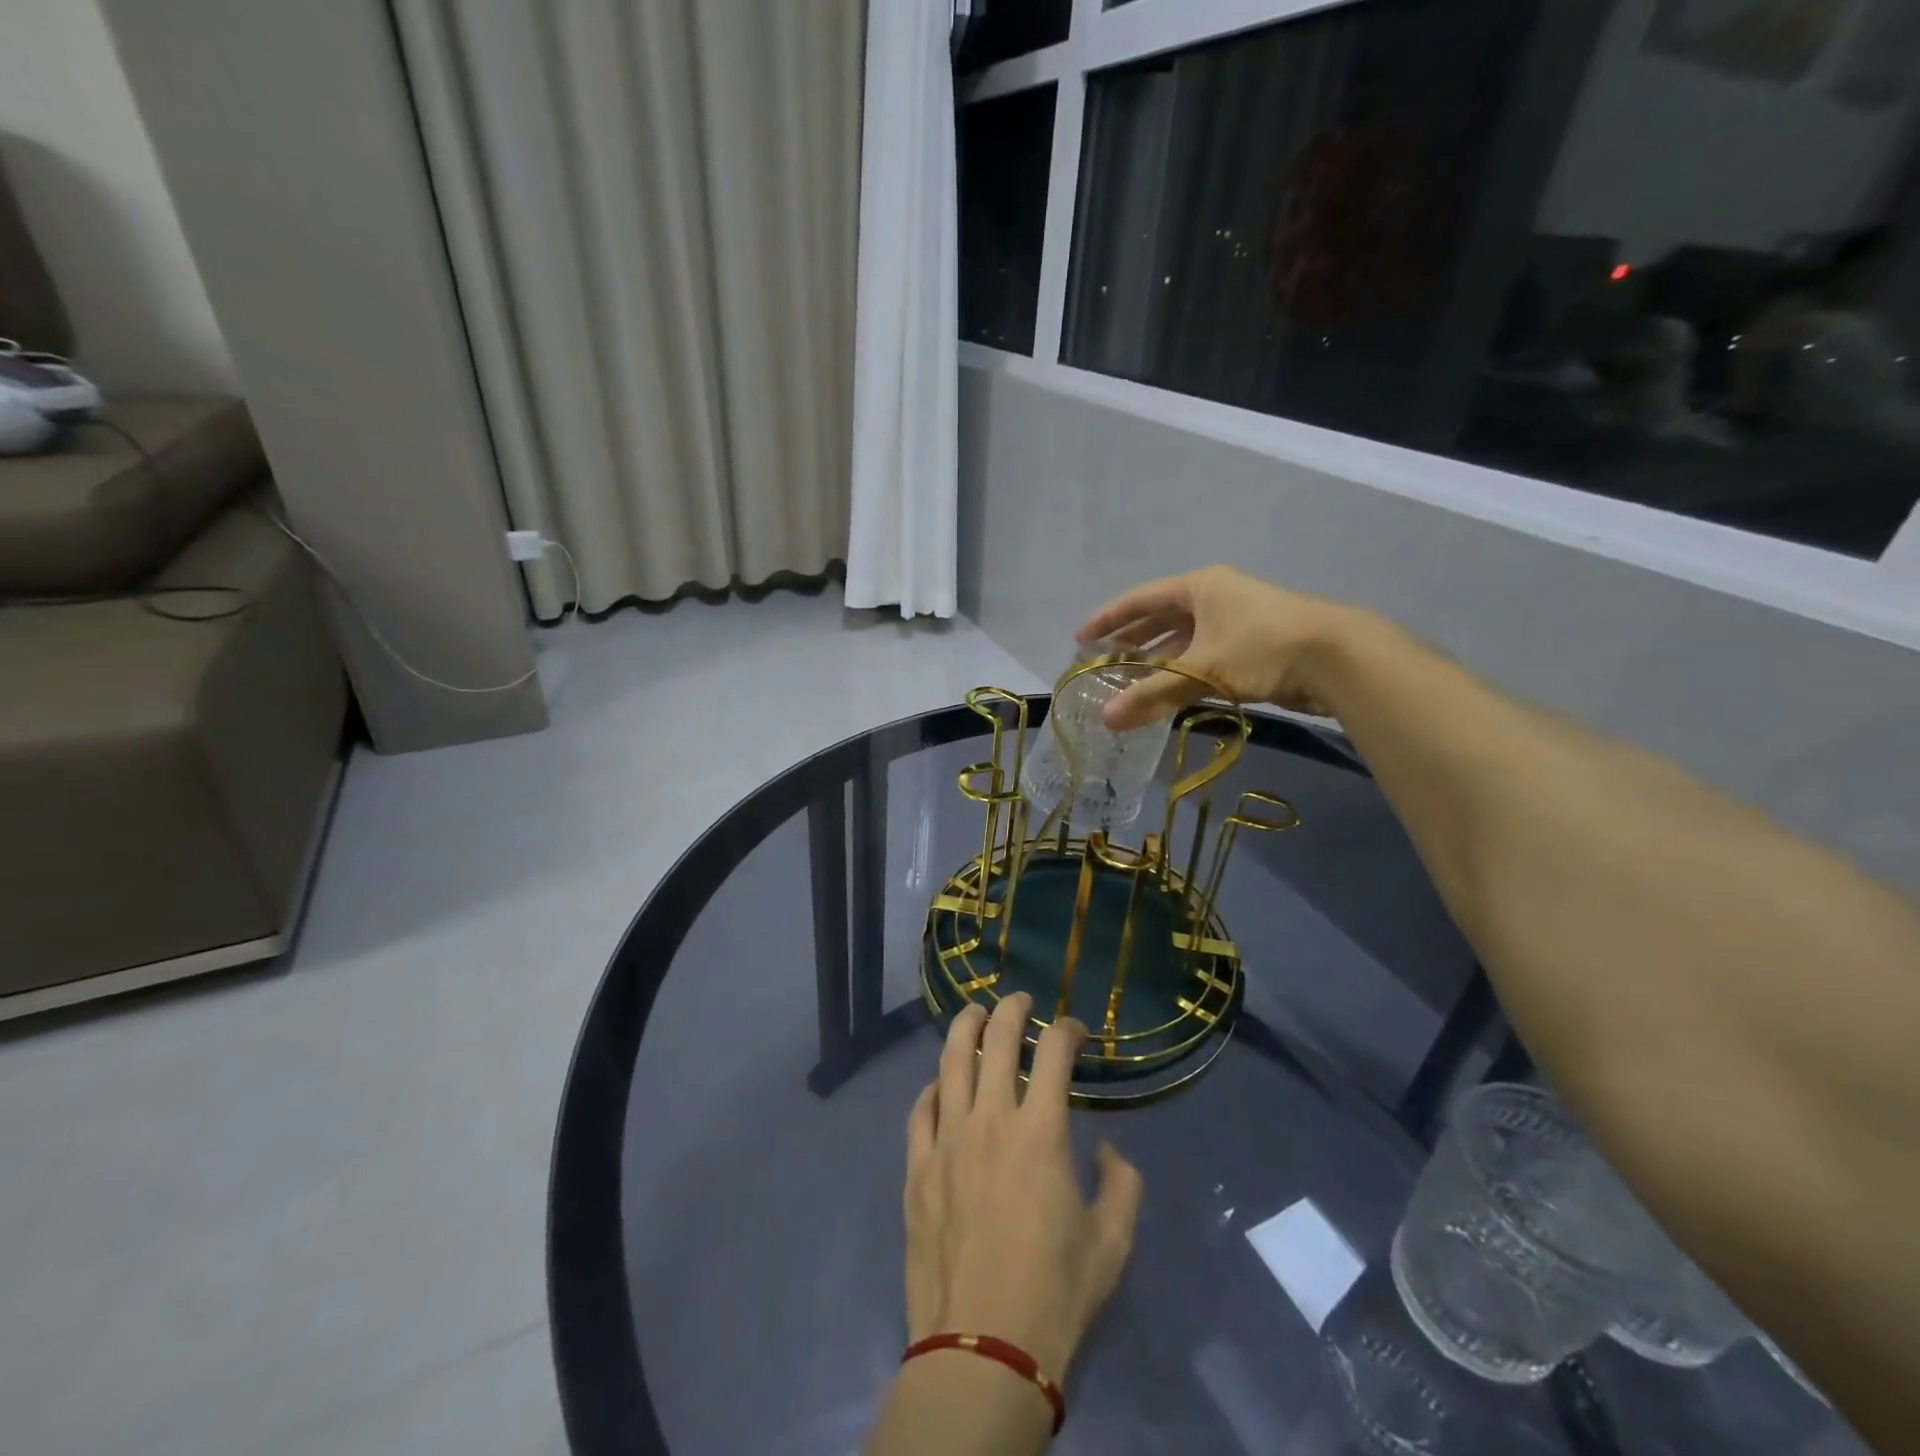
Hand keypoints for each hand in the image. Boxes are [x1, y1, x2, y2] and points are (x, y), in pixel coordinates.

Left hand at [903, 994, 1142, 1381]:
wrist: (983, 1348)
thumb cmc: (1055, 1294)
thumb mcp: (1112, 1243)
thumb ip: (1121, 1184)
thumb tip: (1106, 1150)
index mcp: (1041, 1132)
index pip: (1054, 1054)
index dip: (1067, 1031)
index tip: (1075, 1030)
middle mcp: (990, 1120)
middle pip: (996, 1041)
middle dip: (1011, 1010)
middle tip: (1020, 999)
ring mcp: (947, 1140)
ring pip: (950, 1062)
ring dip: (964, 1028)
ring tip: (974, 1014)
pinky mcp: (917, 1168)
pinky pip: (920, 1110)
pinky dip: (932, 1088)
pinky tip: (940, 1085)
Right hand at [1076, 565, 1359, 728]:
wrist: (1337, 656)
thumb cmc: (1262, 648)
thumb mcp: (1201, 670)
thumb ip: (1152, 695)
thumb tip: (1106, 720)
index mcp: (1199, 587)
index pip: (1140, 599)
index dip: (1108, 618)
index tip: (1081, 638)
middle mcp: (1214, 597)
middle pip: (1161, 618)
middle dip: (1131, 641)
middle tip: (1102, 661)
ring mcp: (1235, 620)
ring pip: (1184, 640)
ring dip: (1157, 661)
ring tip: (1129, 682)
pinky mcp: (1252, 645)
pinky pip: (1203, 656)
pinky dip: (1183, 673)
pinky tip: (1169, 693)